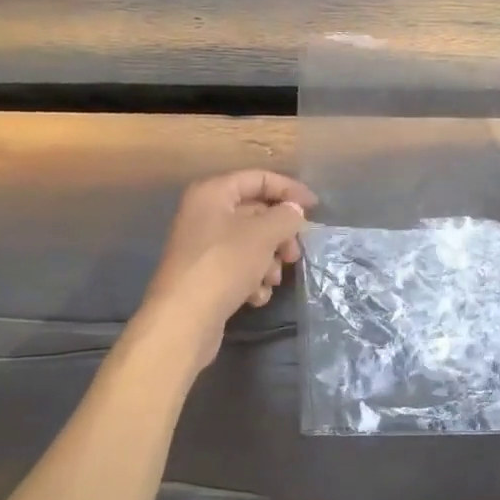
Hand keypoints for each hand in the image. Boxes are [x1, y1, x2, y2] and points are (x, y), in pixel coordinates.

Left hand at [141, 170, 316, 367]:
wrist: (184, 321)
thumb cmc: (224, 265)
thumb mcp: (263, 234)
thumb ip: (286, 216)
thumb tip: (294, 211)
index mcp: (213, 193)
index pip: (259, 178)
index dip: (289, 190)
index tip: (315, 208)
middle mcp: (204, 214)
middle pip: (256, 213)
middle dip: (280, 234)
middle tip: (294, 253)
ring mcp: (203, 247)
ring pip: (250, 244)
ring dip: (268, 261)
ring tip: (271, 279)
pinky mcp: (205, 276)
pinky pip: (238, 268)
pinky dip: (252, 280)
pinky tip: (255, 296)